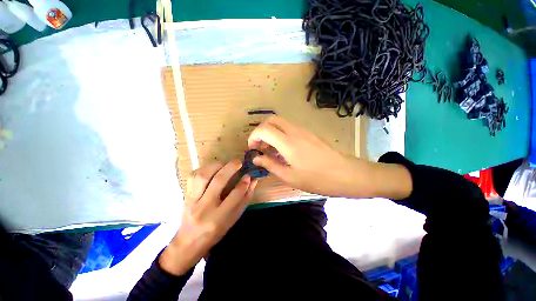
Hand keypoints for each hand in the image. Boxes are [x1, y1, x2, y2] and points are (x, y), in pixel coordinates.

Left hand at [159, 161, 257, 275]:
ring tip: (225, 163)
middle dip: (231, 168)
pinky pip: (193, 177)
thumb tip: (253, 181)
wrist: (188, 242)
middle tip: (239, 162)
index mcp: (218, 218)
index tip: (249, 175)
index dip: (243, 183)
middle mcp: (204, 208)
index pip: (234, 196)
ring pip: (203, 175)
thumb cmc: (215, 232)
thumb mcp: (233, 219)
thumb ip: (244, 199)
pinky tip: (212, 168)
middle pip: (218, 181)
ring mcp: (192, 201)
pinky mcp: (185, 195)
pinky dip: (204, 168)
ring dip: (216, 165)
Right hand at [247, 116, 364, 196]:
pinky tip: (283, 150)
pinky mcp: (308, 133)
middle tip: (260, 146)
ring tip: (270, 150)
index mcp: (288, 143)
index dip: (253, 136)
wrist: (346, 174)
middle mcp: (294, 131)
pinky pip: (289, 127)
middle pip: (271, 120)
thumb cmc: (317, 179)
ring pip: (280, 122)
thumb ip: (270, 164)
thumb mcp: (290, 176)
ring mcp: (303, 130)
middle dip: (261, 130)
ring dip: (270, 132)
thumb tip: (255, 158)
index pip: (264, 129)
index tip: (252, 148)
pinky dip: (280, 134)